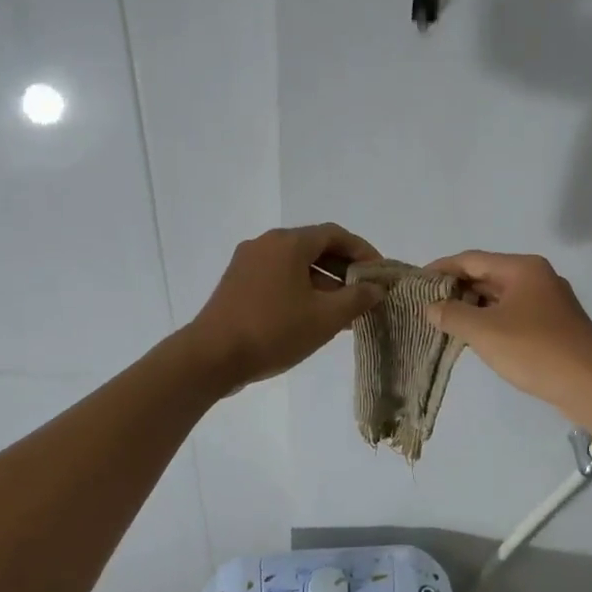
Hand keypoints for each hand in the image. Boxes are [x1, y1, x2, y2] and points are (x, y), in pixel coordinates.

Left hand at [186, 224, 383, 391]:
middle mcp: (266, 244)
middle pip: (314, 247)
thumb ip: (357, 299)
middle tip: (364, 295)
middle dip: (343, 270)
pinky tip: (311, 318)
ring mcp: (247, 263)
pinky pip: (278, 278)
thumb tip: (375, 288)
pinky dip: (300, 290)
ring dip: (323, 283)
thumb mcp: (325, 318)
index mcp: (288, 243)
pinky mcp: (236, 284)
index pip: (335, 235)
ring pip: (295, 265)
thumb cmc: (274, 331)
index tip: (379, 274)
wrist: (211, 357)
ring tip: (342, 312)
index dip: (363, 252)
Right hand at [424, 251, 591, 417]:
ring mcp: (549, 302)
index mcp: (523, 268)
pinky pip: (514, 315)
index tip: (416, 282)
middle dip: (456, 289)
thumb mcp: (485, 332)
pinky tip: (476, 338)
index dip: (441, 268)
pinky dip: (492, 322)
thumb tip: (431, 306)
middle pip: (487, 275)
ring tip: (444, 323)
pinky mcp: (555, 326)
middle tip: (425, 305)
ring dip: (473, 308)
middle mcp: (537, 278)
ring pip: (501, 298)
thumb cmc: (535, 350)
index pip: (472, 259)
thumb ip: (453, 314)